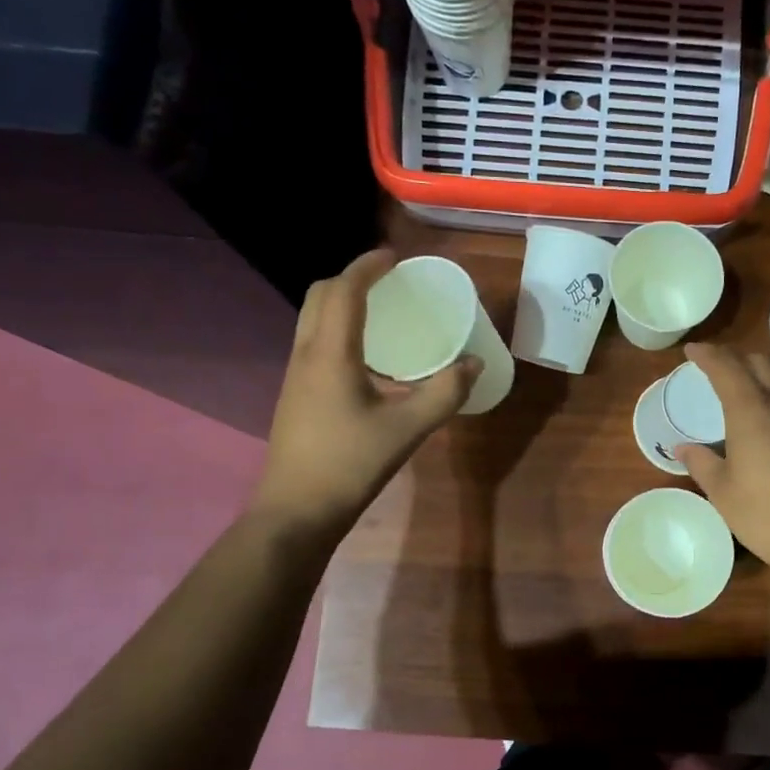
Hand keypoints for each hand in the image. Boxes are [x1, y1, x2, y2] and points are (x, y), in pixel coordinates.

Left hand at [250, 249, 479, 535]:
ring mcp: (296, 376)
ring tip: (380, 314)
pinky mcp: (295, 396)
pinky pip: (314, 344)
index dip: (368, 267)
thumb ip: (444, 393)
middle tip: (388, 284)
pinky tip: (367, 360)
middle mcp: (306, 355)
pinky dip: (337, 331)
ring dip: (341, 304)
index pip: (344, 291)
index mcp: (331, 353)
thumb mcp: (408, 429)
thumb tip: (474, 364)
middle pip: (320, 296)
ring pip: (312, 320)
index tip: (395, 258)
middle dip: (351, 279)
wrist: (296, 511)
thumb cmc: (350, 465)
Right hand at [675, 344, 769, 593]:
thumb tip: (683, 448)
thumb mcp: (722, 492)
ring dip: (763, 370)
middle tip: (717, 365)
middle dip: (737, 357)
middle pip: (762, 363)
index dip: (708, 355)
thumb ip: (701, 463)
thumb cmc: (766, 516)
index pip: (727, 368)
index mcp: (752, 412)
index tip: (692, 350)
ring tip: (747, 382)